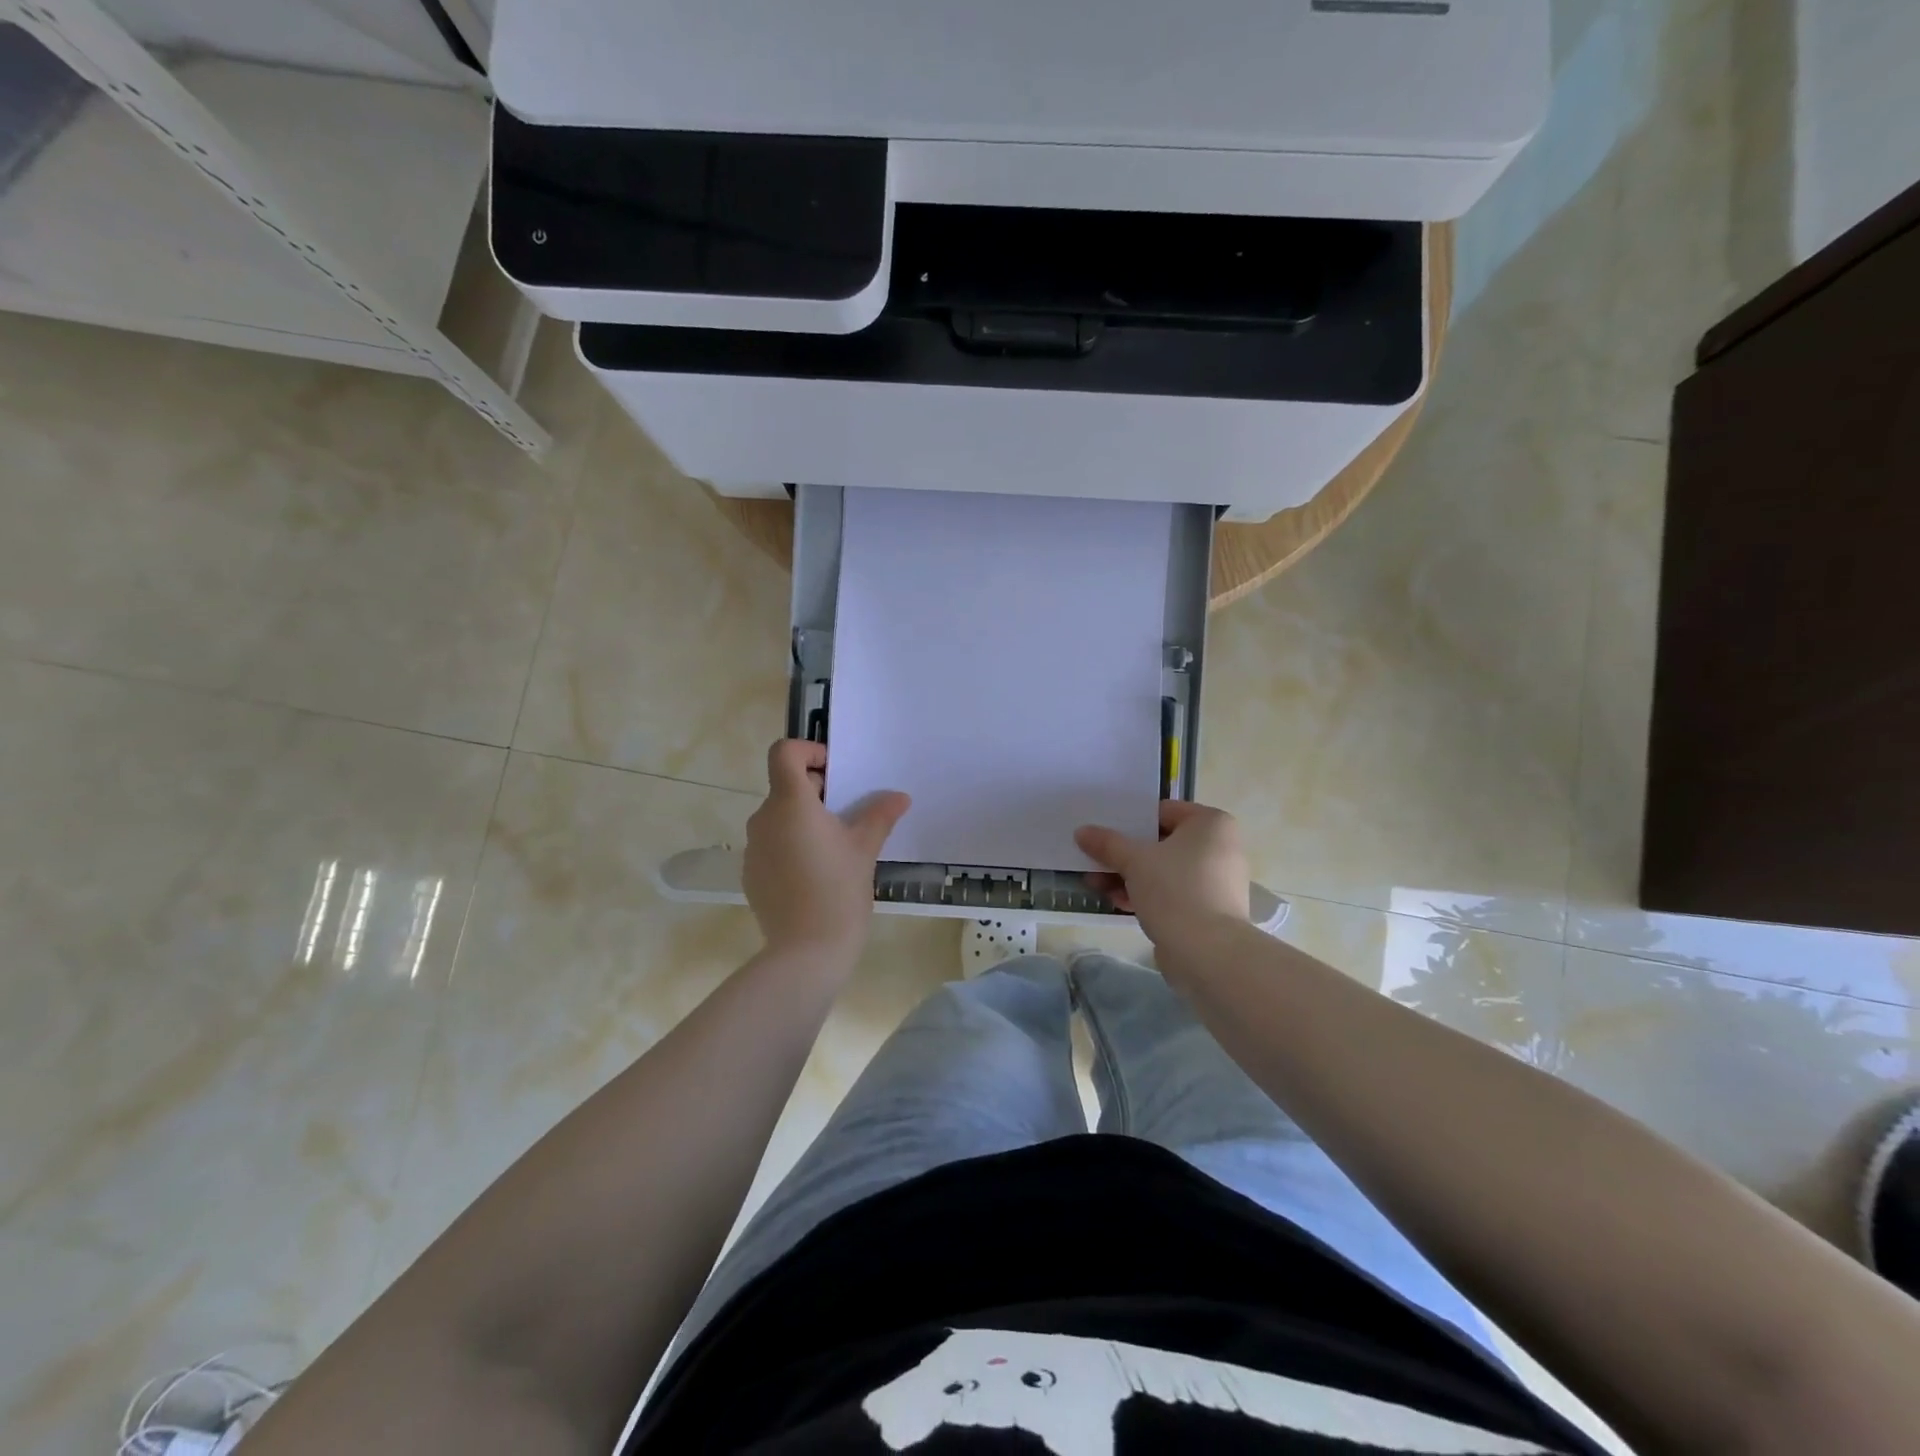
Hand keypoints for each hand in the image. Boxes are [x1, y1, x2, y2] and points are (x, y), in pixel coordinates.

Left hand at [744, 740, 909, 961]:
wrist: (806, 952)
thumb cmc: (839, 890)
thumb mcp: (865, 848)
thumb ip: (880, 815)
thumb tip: (899, 796)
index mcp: (791, 803)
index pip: (783, 752)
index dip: (808, 752)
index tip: (834, 773)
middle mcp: (763, 819)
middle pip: (785, 786)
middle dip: (816, 792)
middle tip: (848, 816)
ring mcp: (752, 848)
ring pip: (779, 818)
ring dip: (804, 821)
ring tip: (834, 848)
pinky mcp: (750, 874)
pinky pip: (771, 845)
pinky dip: (791, 846)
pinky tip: (814, 874)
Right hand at [1075, 801, 1248, 946]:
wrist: (1208, 953)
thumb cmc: (1175, 890)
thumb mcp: (1134, 860)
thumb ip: (1107, 843)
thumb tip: (1082, 832)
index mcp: (1211, 823)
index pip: (1162, 812)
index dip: (1130, 821)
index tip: (1103, 831)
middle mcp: (1219, 847)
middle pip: (1160, 843)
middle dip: (1124, 855)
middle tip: (1093, 860)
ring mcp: (1215, 880)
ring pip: (1163, 870)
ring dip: (1128, 876)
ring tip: (1096, 885)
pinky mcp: (1208, 909)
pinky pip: (1171, 892)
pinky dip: (1146, 894)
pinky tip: (1116, 902)